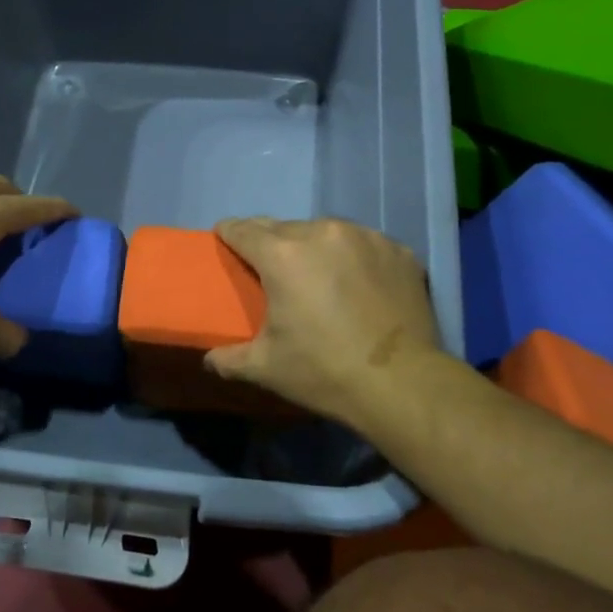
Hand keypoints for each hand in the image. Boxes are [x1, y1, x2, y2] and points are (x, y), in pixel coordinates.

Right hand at [204, 217, 440, 424]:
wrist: (403, 384)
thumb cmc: (324, 371)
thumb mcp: (266, 368)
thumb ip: (229, 359)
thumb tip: (209, 360)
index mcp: (282, 255)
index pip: (243, 229)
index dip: (229, 233)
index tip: (225, 239)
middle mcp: (322, 233)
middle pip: (283, 227)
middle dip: (271, 243)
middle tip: (271, 269)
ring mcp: (365, 237)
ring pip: (325, 231)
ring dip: (314, 247)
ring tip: (319, 276)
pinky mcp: (399, 250)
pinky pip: (364, 244)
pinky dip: (354, 257)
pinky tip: (359, 284)